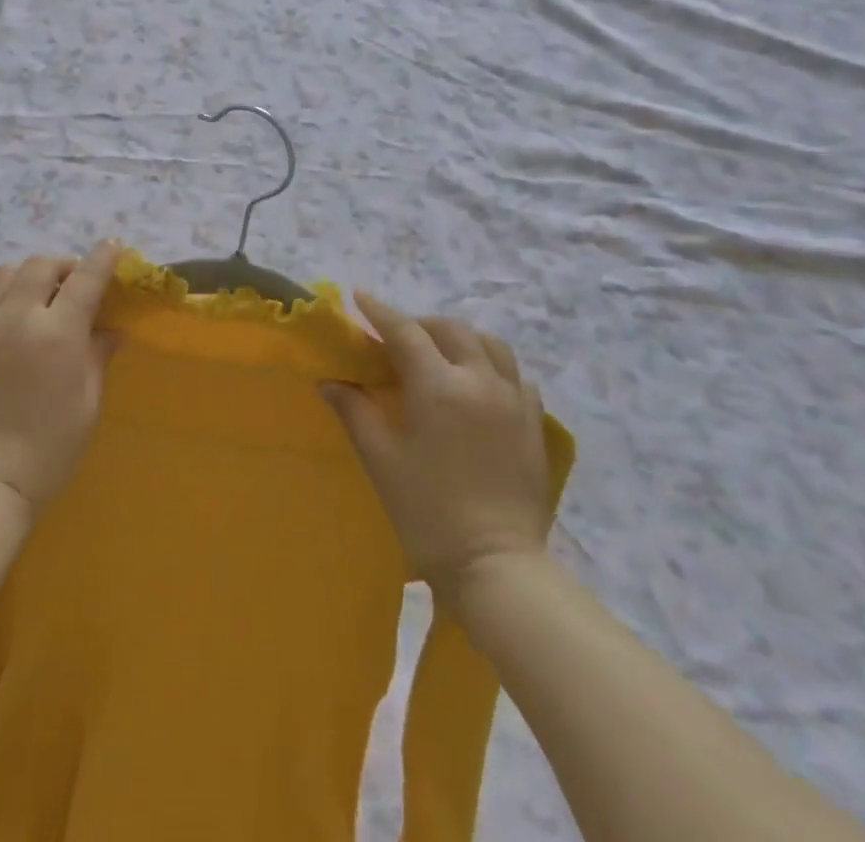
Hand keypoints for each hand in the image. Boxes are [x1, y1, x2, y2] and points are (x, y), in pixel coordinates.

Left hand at [0, 241, 124, 509]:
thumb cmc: (50, 447)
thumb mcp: (88, 402)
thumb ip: (98, 356)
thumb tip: (113, 329)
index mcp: (58, 333)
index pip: (85, 279)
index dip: (102, 258)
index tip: (111, 246)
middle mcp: (18, 317)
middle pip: (41, 266)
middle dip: (62, 265)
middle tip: (70, 282)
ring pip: (3, 273)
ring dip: (24, 275)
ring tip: (32, 292)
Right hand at [322, 291, 551, 589]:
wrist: (497, 567)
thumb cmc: (428, 512)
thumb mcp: (381, 459)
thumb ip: (355, 411)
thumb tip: (330, 381)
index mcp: (439, 386)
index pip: (405, 332)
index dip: (380, 312)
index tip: (359, 297)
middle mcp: (480, 381)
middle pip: (450, 330)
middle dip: (419, 325)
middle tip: (395, 339)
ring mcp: (514, 401)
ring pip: (489, 344)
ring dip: (459, 339)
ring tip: (439, 354)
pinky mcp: (534, 424)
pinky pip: (514, 374)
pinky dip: (491, 365)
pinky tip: (477, 385)